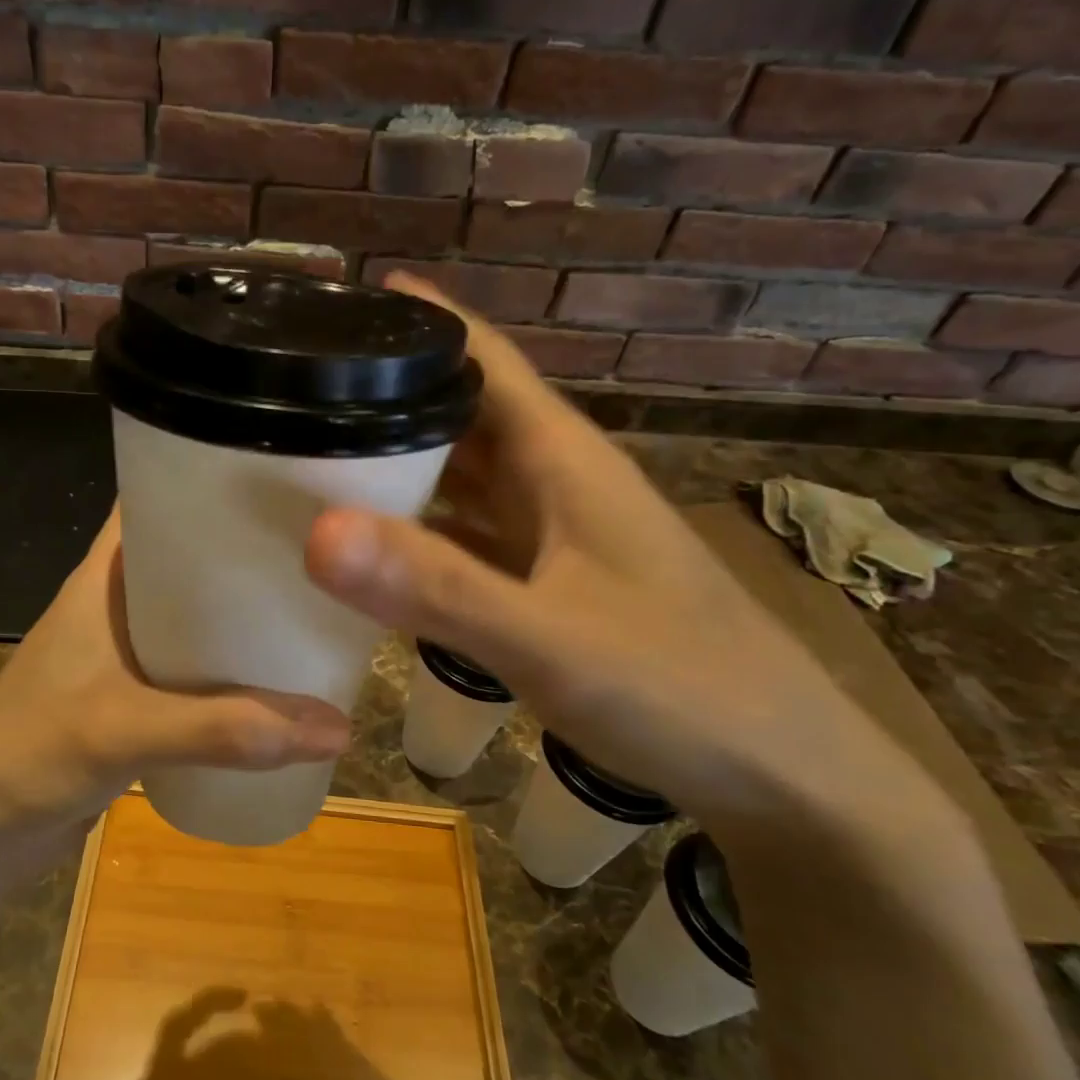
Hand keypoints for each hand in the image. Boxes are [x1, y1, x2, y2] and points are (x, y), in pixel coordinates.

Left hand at [0, 510, 351, 903]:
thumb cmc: (29, 754)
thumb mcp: (125, 729)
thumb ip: (226, 729)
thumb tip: (337, 726)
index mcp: (102, 580)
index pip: (155, 503)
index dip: (209, 483)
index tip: (279, 478)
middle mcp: (115, 606)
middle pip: (189, 560)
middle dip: (246, 555)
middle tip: (321, 551)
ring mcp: (123, 656)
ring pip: (195, 618)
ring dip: (242, 617)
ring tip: (314, 608)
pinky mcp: (132, 702)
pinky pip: (193, 670)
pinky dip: (230, 670)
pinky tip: (277, 681)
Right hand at [303, 272, 957, 857]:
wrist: (783, 777)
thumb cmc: (681, 690)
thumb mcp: (549, 638)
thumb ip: (436, 588)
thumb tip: (317, 533)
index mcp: (564, 460)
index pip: (486, 359)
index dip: (420, 321)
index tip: (340, 302)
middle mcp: (556, 483)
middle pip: (462, 414)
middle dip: (387, 393)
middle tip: (296, 390)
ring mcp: (553, 536)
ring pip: (461, 476)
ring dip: (397, 462)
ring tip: (311, 454)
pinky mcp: (548, 583)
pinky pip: (465, 536)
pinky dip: (416, 529)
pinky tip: (369, 542)